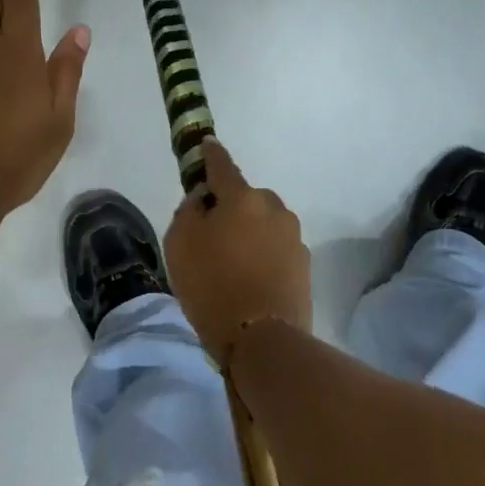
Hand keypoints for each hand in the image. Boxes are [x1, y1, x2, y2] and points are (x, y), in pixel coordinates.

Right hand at [165, 139, 312, 368]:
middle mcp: (274, 208)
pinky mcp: (304, 266)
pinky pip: (276, 249)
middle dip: (231, 207)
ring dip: (249, 233)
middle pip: (246, 198)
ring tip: (232, 263)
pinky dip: (263, 256)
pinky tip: (250, 280)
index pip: (222, 166)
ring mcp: (293, 237)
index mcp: (243, 197)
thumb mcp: (180, 244)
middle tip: (212, 233)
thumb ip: (190, 211)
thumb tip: (205, 200)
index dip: (211, 154)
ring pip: (264, 224)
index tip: (206, 144)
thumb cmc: (213, 286)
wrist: (263, 341)